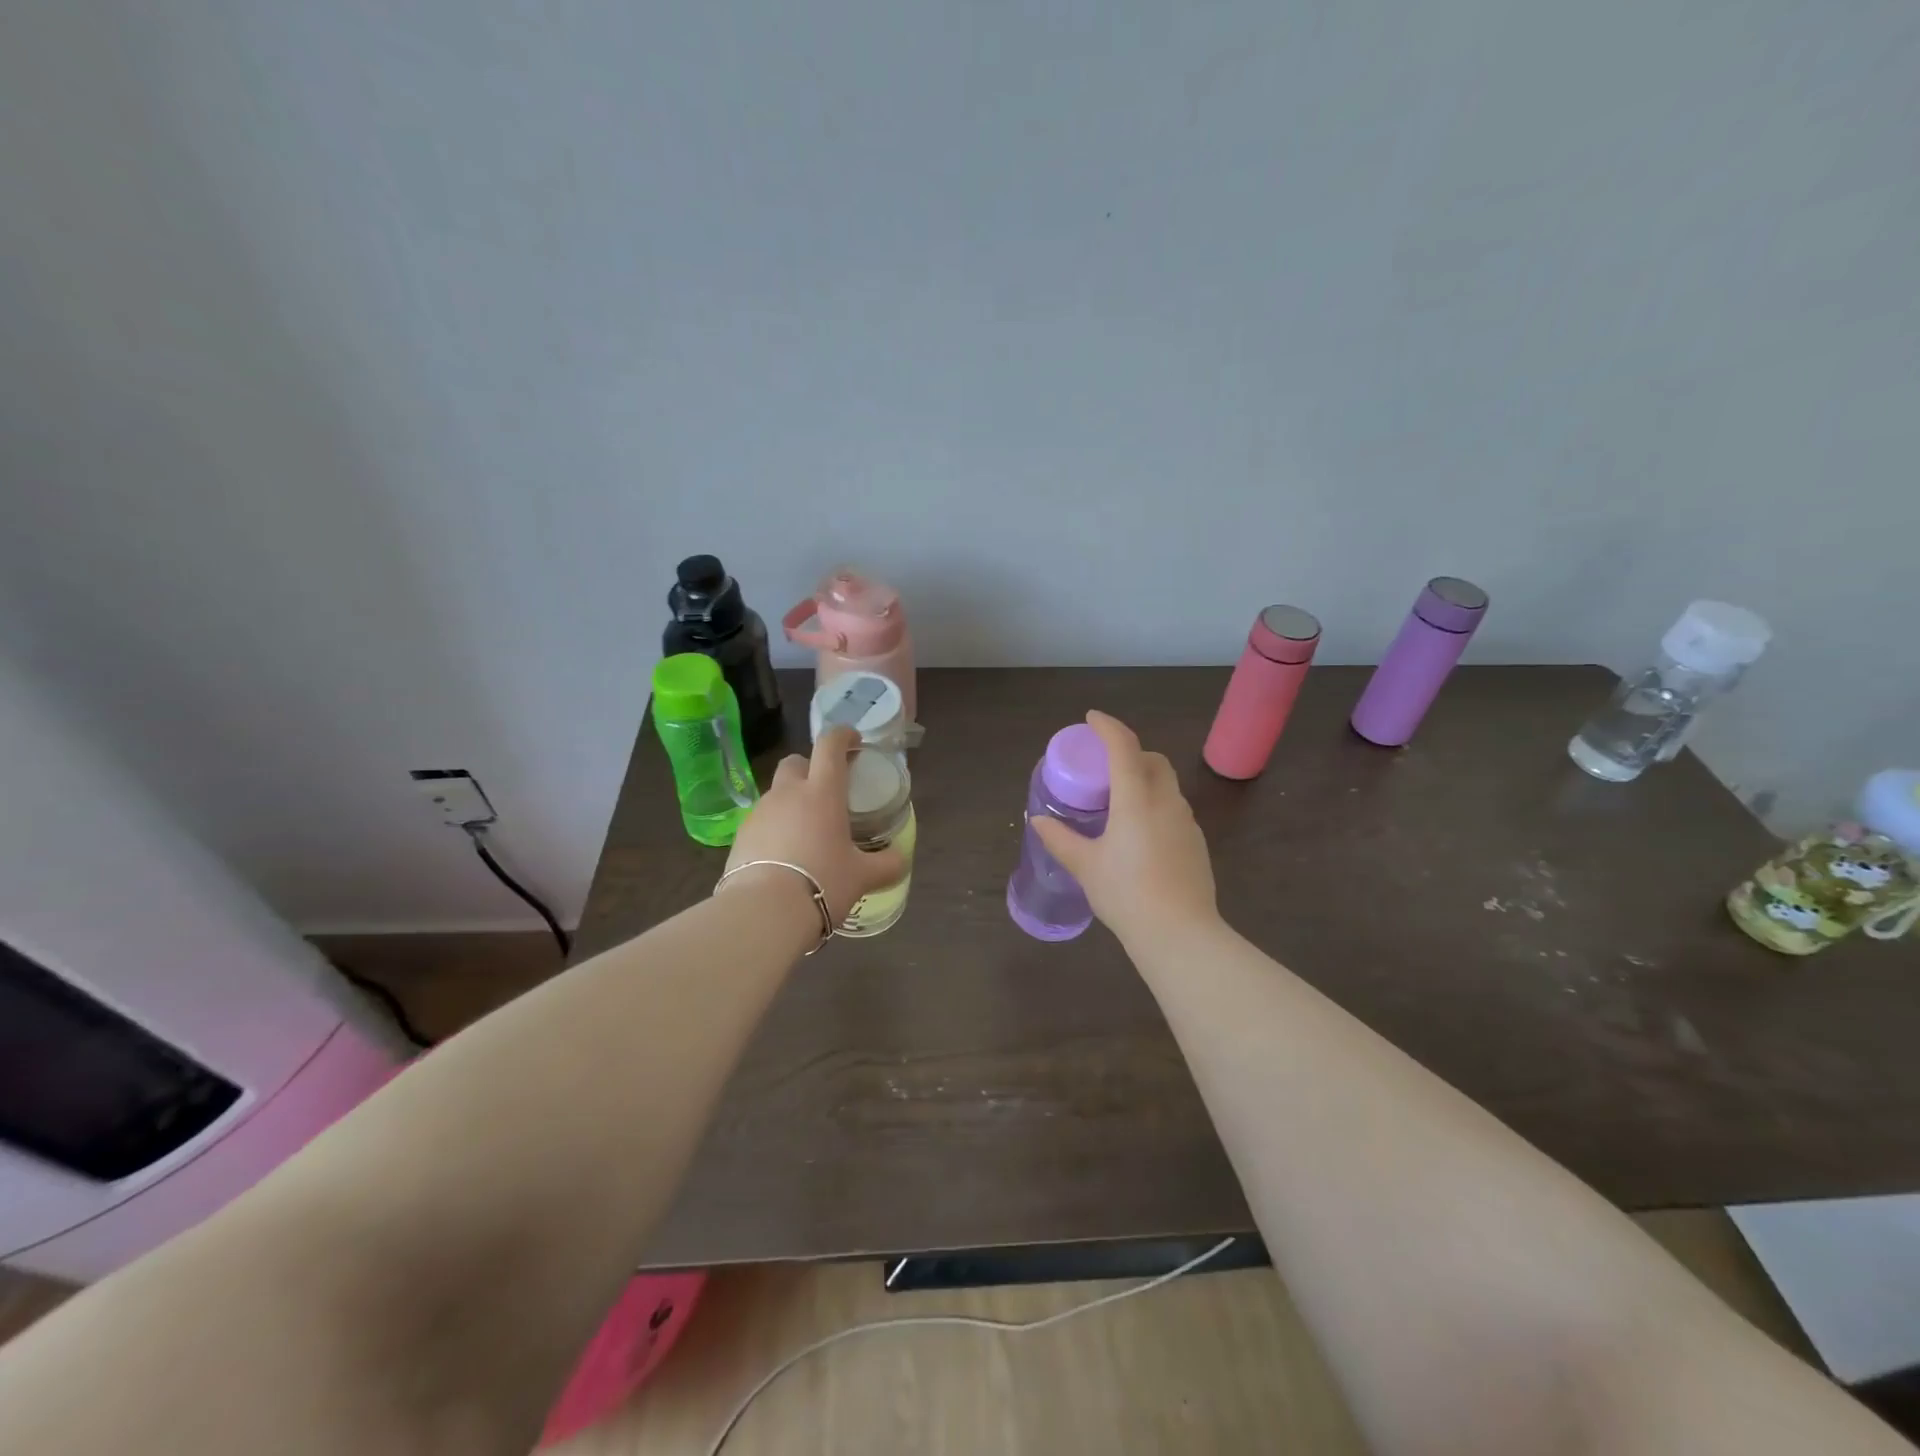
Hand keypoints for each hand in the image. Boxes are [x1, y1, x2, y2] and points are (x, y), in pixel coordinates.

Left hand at [723, 726, 905, 923]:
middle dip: (810, 768)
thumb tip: (901, 858)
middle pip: (795, 762)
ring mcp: (760, 813)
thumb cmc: (823, 882)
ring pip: (777, 794)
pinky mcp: (740, 836)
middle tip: (826, 792)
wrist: (764, 912)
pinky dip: (775, 829)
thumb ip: (887, 864)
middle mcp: (788, 793)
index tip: (853, 740)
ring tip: (806, 833)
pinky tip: (784, 856)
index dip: (842, 735)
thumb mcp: (863, 876)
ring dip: (792, 803)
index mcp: (822, 792)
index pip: (830, 746)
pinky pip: (762, 822)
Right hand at [1030, 711, 1218, 945]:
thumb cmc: (1126, 895)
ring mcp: (1187, 822)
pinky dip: (1156, 806)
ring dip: (1145, 780)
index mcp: (1136, 799)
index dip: (1108, 726)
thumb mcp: (1086, 866)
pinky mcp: (1197, 843)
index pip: (1124, 747)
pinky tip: (1140, 835)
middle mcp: (1166, 802)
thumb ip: (1060, 839)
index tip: (1092, 718)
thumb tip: (1038, 821)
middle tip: (1105, 768)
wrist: (1180, 934)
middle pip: (1153, 760)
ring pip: (1167, 786)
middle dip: (1130, 753)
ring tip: (1120, 803)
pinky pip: (1174, 810)